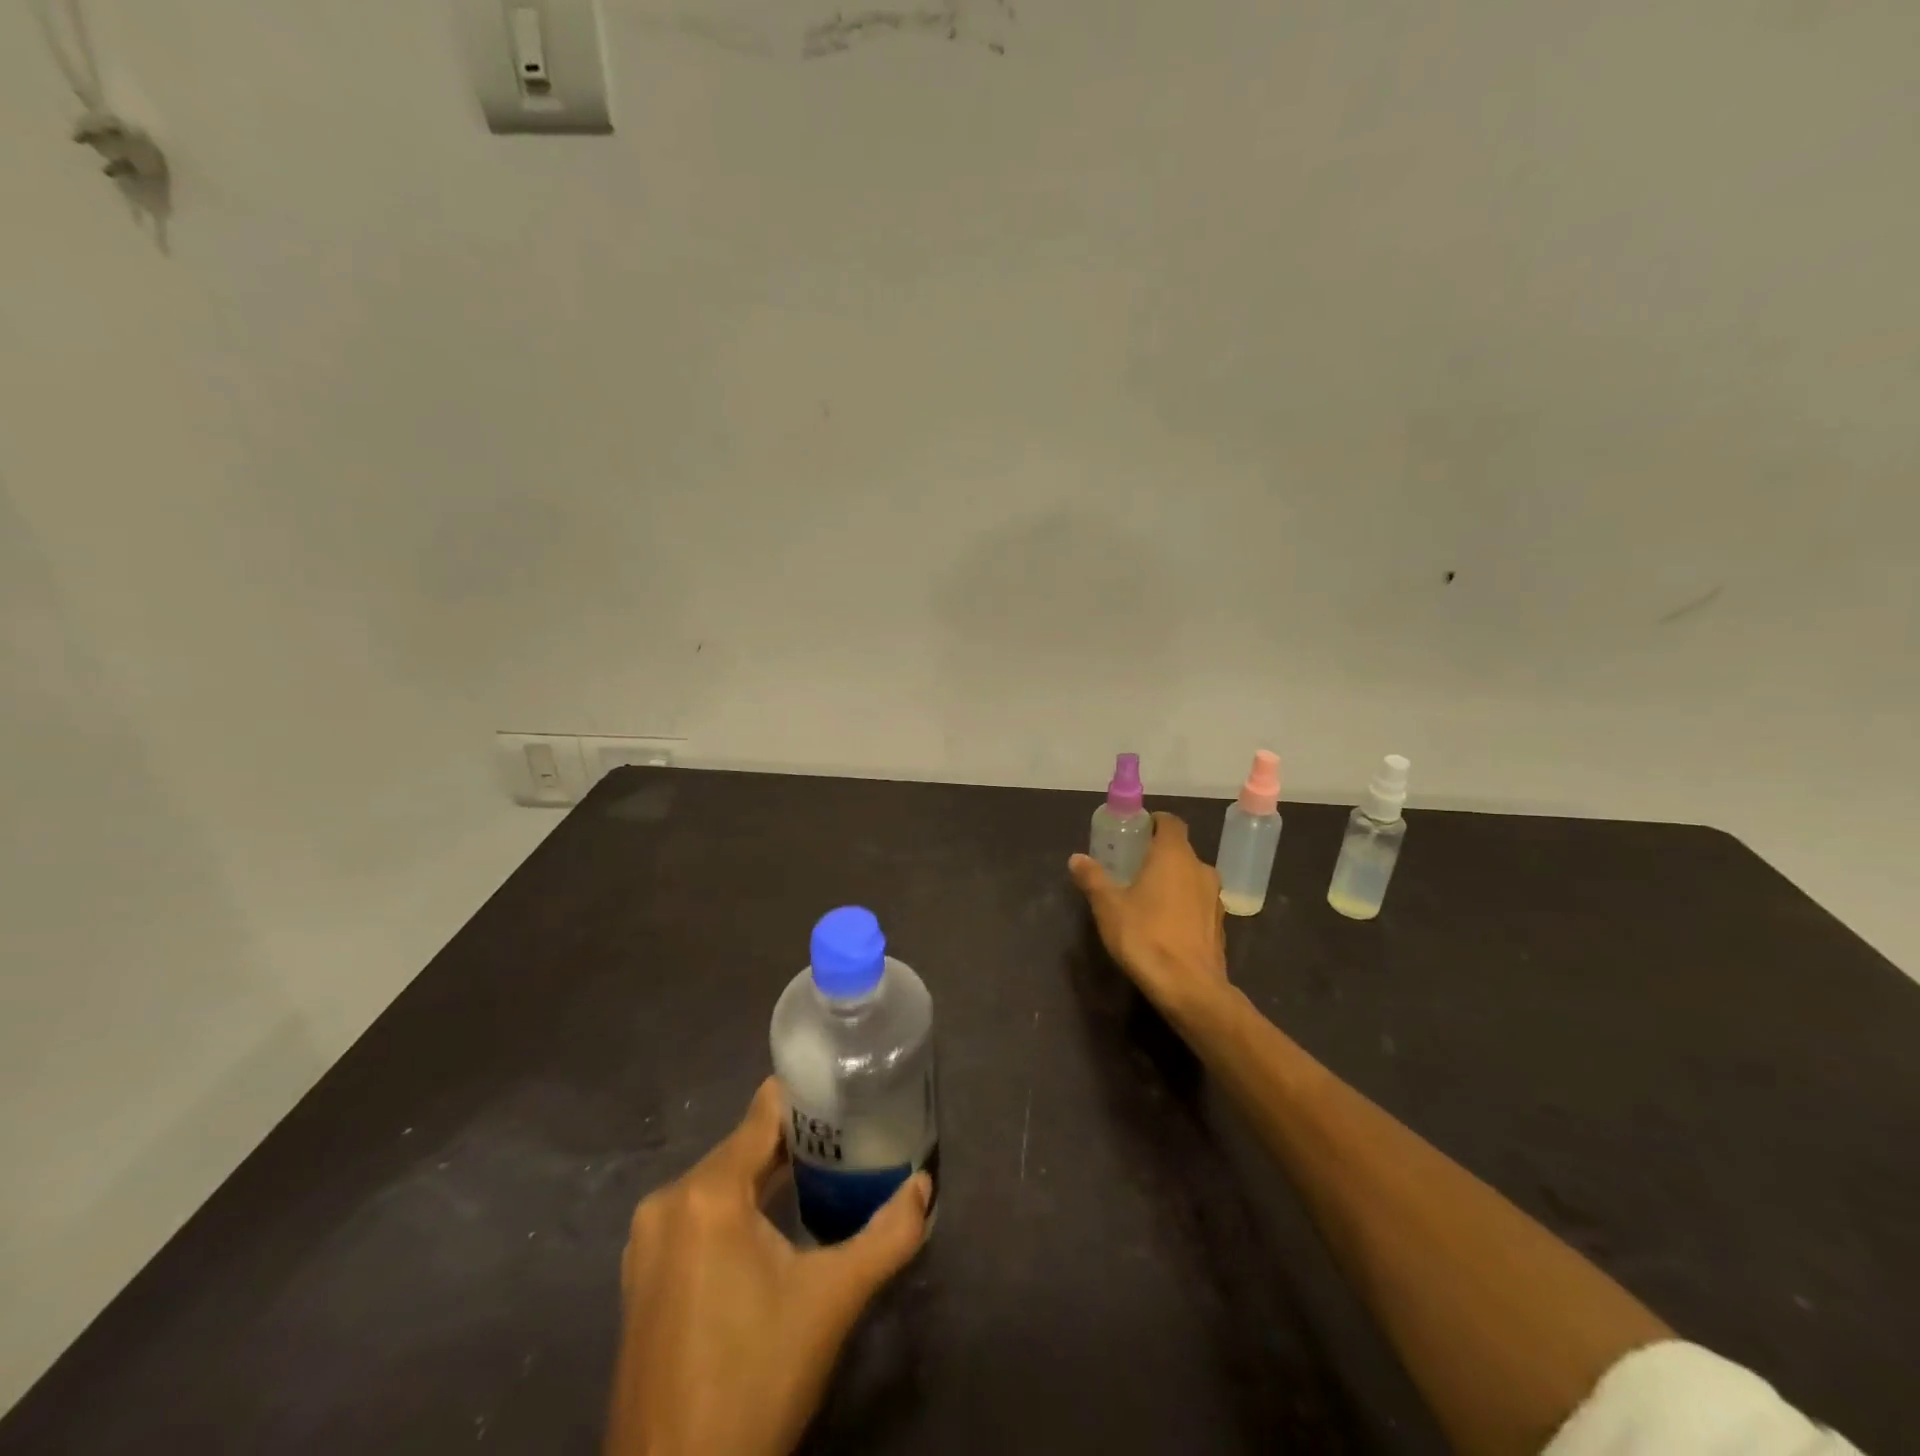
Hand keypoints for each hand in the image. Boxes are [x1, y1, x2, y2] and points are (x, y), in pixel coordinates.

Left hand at [606, 1078, 931, 1455]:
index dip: (809, 1097)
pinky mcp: (643, 1275)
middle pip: (744, 1145)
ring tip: (825, 1174)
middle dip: (797, 1141)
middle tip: (851, 1138)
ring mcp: (648, 1240)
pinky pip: (699, 1214)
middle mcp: (668, 1201)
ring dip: (768, 1175)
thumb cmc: (754, 1381)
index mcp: (707, 1193)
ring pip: (722, 1180)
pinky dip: (738, 1208)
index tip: (850, 1091)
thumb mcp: (831, 1303)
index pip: (764, 1112)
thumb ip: (886, 1236)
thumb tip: (924, 1186)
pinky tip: (775, 1227)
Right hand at [1069, 812, 1229, 1026]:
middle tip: (1131, 867)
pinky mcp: (1219, 924)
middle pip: (1180, 849)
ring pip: (1190, 876)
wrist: (1190, 988)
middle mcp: (1200, 868)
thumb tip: (1076, 858)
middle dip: (1157, 854)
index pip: (1170, 822)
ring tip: (1146, 897)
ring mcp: (1214, 897)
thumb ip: (1092, 878)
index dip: (1153, 823)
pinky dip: (1183, 903)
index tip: (1134, 833)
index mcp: (1174, 855)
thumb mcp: (1108, 906)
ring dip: (1172, 880)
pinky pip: (1198, 902)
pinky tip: (1164, 923)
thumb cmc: (1145, 937)